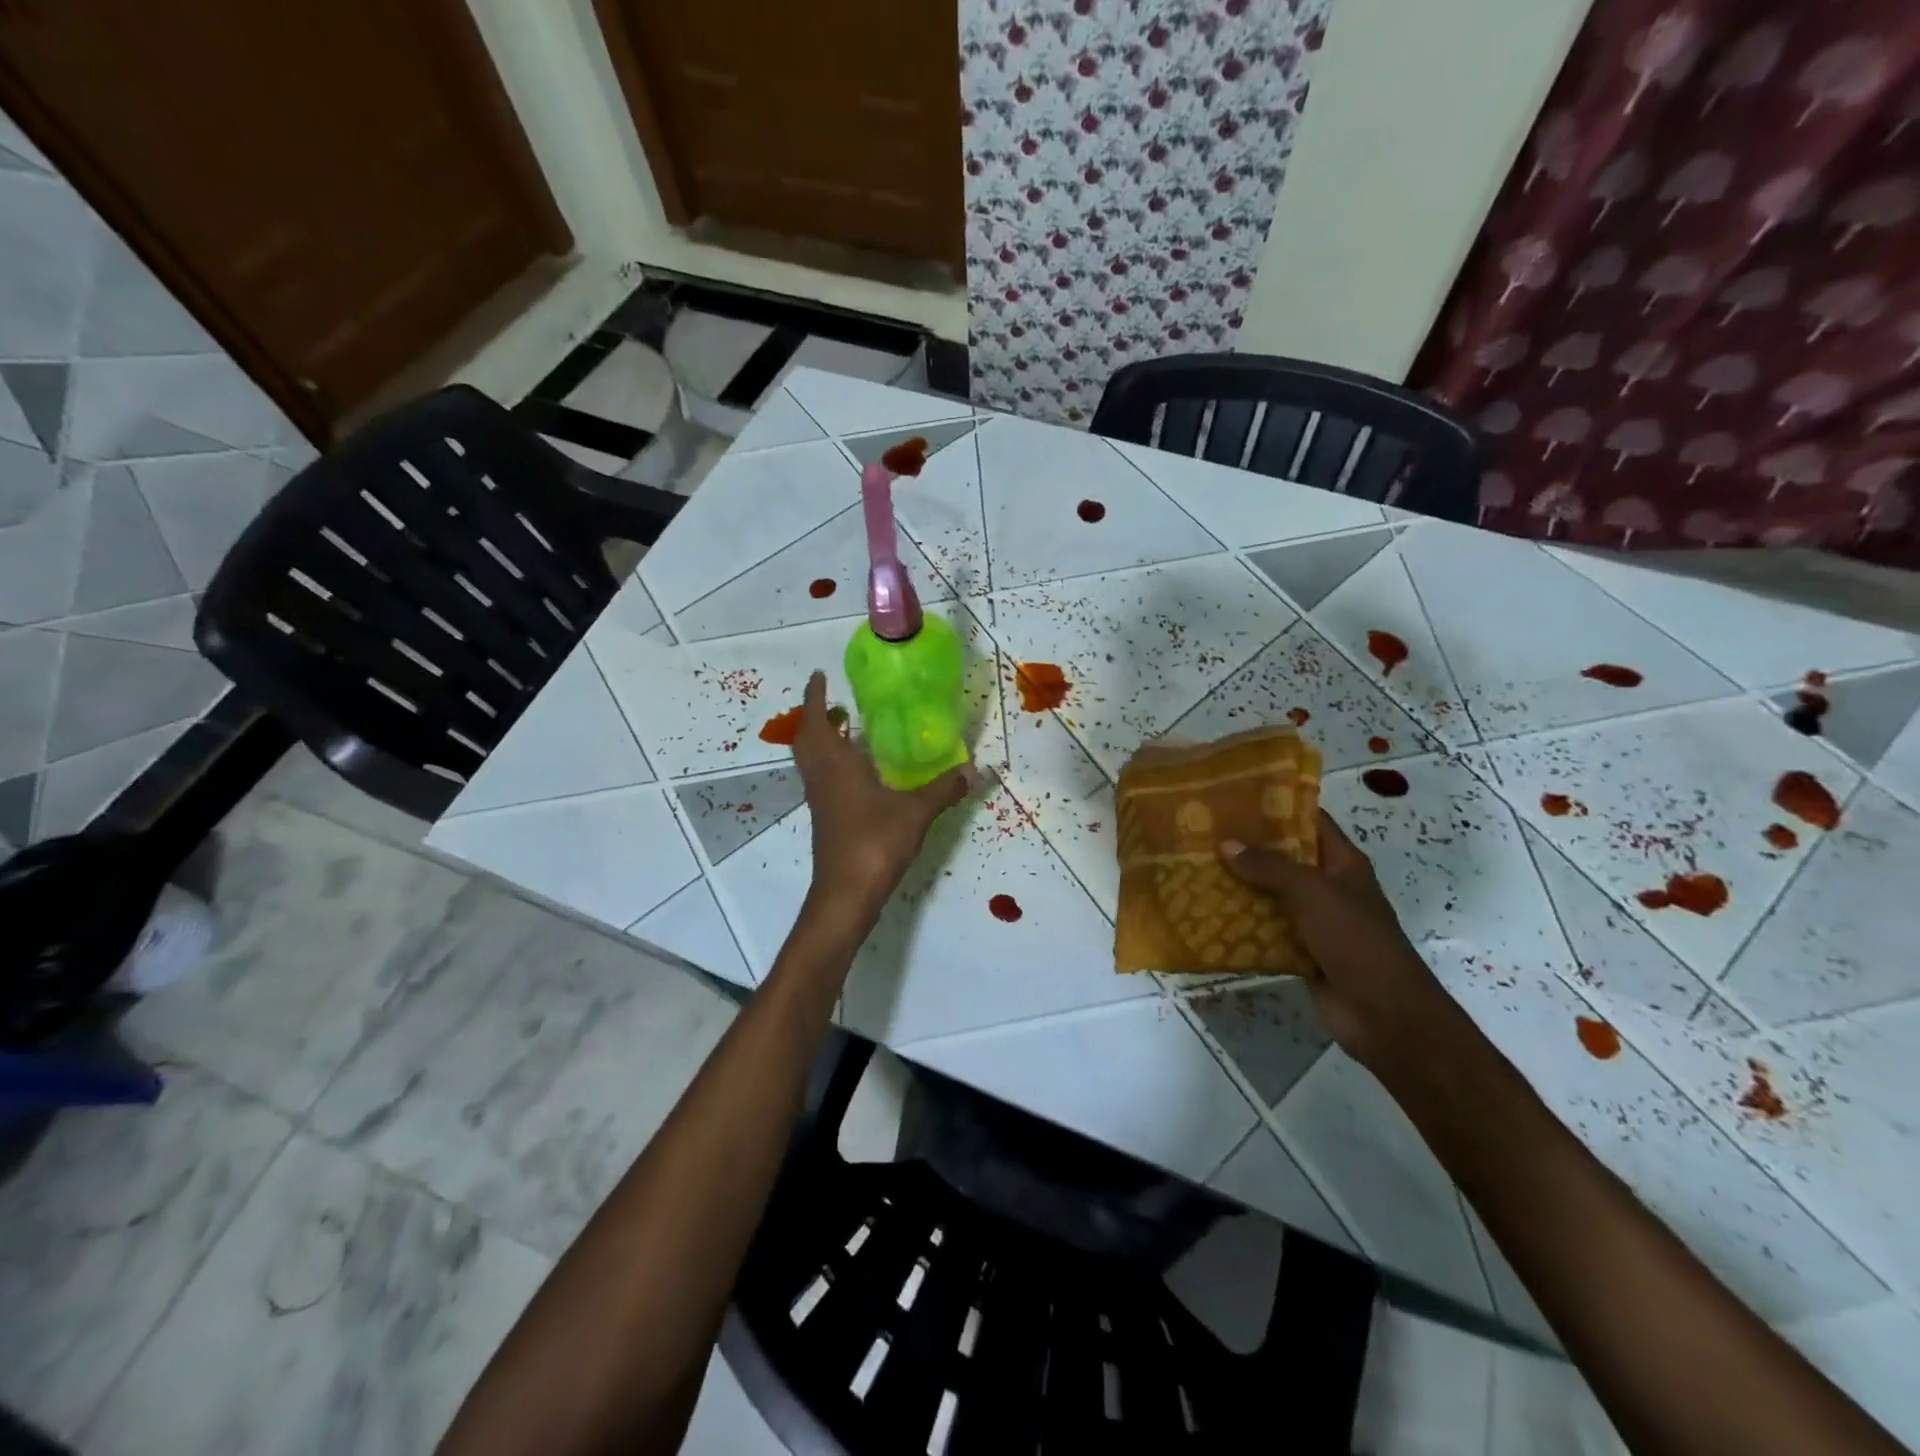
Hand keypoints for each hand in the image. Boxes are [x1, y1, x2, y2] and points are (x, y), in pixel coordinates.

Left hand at [792, 671, 979, 933]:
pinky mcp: (825, 819)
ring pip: (811, 761)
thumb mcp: (916, 812)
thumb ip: (944, 789)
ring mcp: (820, 800)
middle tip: (835, 703)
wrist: (846, 894)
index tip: (819, 675)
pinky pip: (822, 779)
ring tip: (848, 729)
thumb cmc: (874, 842)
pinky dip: (833, 764)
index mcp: (835, 765)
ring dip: (822, 741)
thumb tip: (974, 768)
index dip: (814, 696)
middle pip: (806, 739)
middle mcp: (821, 777)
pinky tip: (861, 772)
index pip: (815, 720)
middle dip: (815, 717)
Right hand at [1219, 811, 1456, 1071]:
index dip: (1278, 805)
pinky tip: (1208, 912)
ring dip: (1239, 884)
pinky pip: (1266, 929)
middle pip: (1285, 857)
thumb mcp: (1312, 892)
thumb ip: (1269, 866)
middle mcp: (1329, 886)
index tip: (1235, 795)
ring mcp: (1315, 920)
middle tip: (1203, 831)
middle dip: (1248, 846)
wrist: (1383, 1013)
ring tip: (1196, 867)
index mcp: (1342, 863)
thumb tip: (1226, 844)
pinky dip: (1242, 922)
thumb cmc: (1355, 939)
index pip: (1310, 821)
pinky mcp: (1301, 951)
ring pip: (1271, 894)